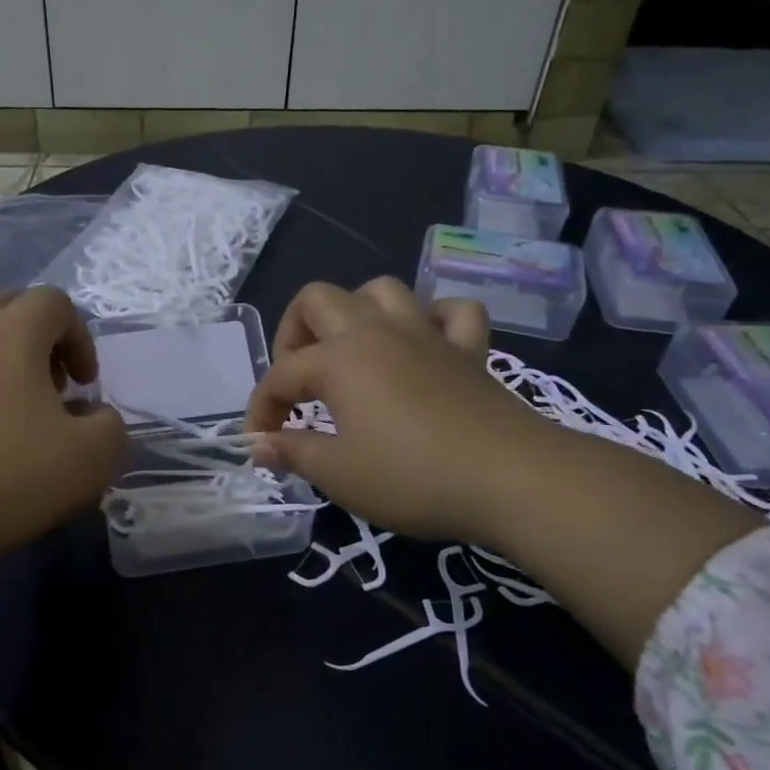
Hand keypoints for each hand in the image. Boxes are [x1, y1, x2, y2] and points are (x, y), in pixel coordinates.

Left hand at [0, 287, 129, 570]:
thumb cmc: (6, 482)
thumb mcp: (93, 460)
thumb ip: (110, 423)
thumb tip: (91, 412)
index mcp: (13, 332)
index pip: (55, 303)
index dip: (78, 337)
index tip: (81, 384)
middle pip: (5, 306)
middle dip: (33, 338)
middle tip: (42, 390)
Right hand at [245, 278, 553, 539]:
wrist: (512, 478)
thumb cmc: (412, 476)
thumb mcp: (338, 473)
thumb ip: (292, 452)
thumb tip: (258, 446)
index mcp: (339, 359)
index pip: (281, 374)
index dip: (261, 407)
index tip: (261, 442)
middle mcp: (377, 332)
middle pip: (319, 299)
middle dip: (294, 332)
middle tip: (298, 379)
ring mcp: (427, 335)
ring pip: (382, 290)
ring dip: (356, 311)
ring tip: (351, 352)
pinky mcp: (470, 350)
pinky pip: (451, 312)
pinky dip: (433, 320)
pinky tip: (424, 344)